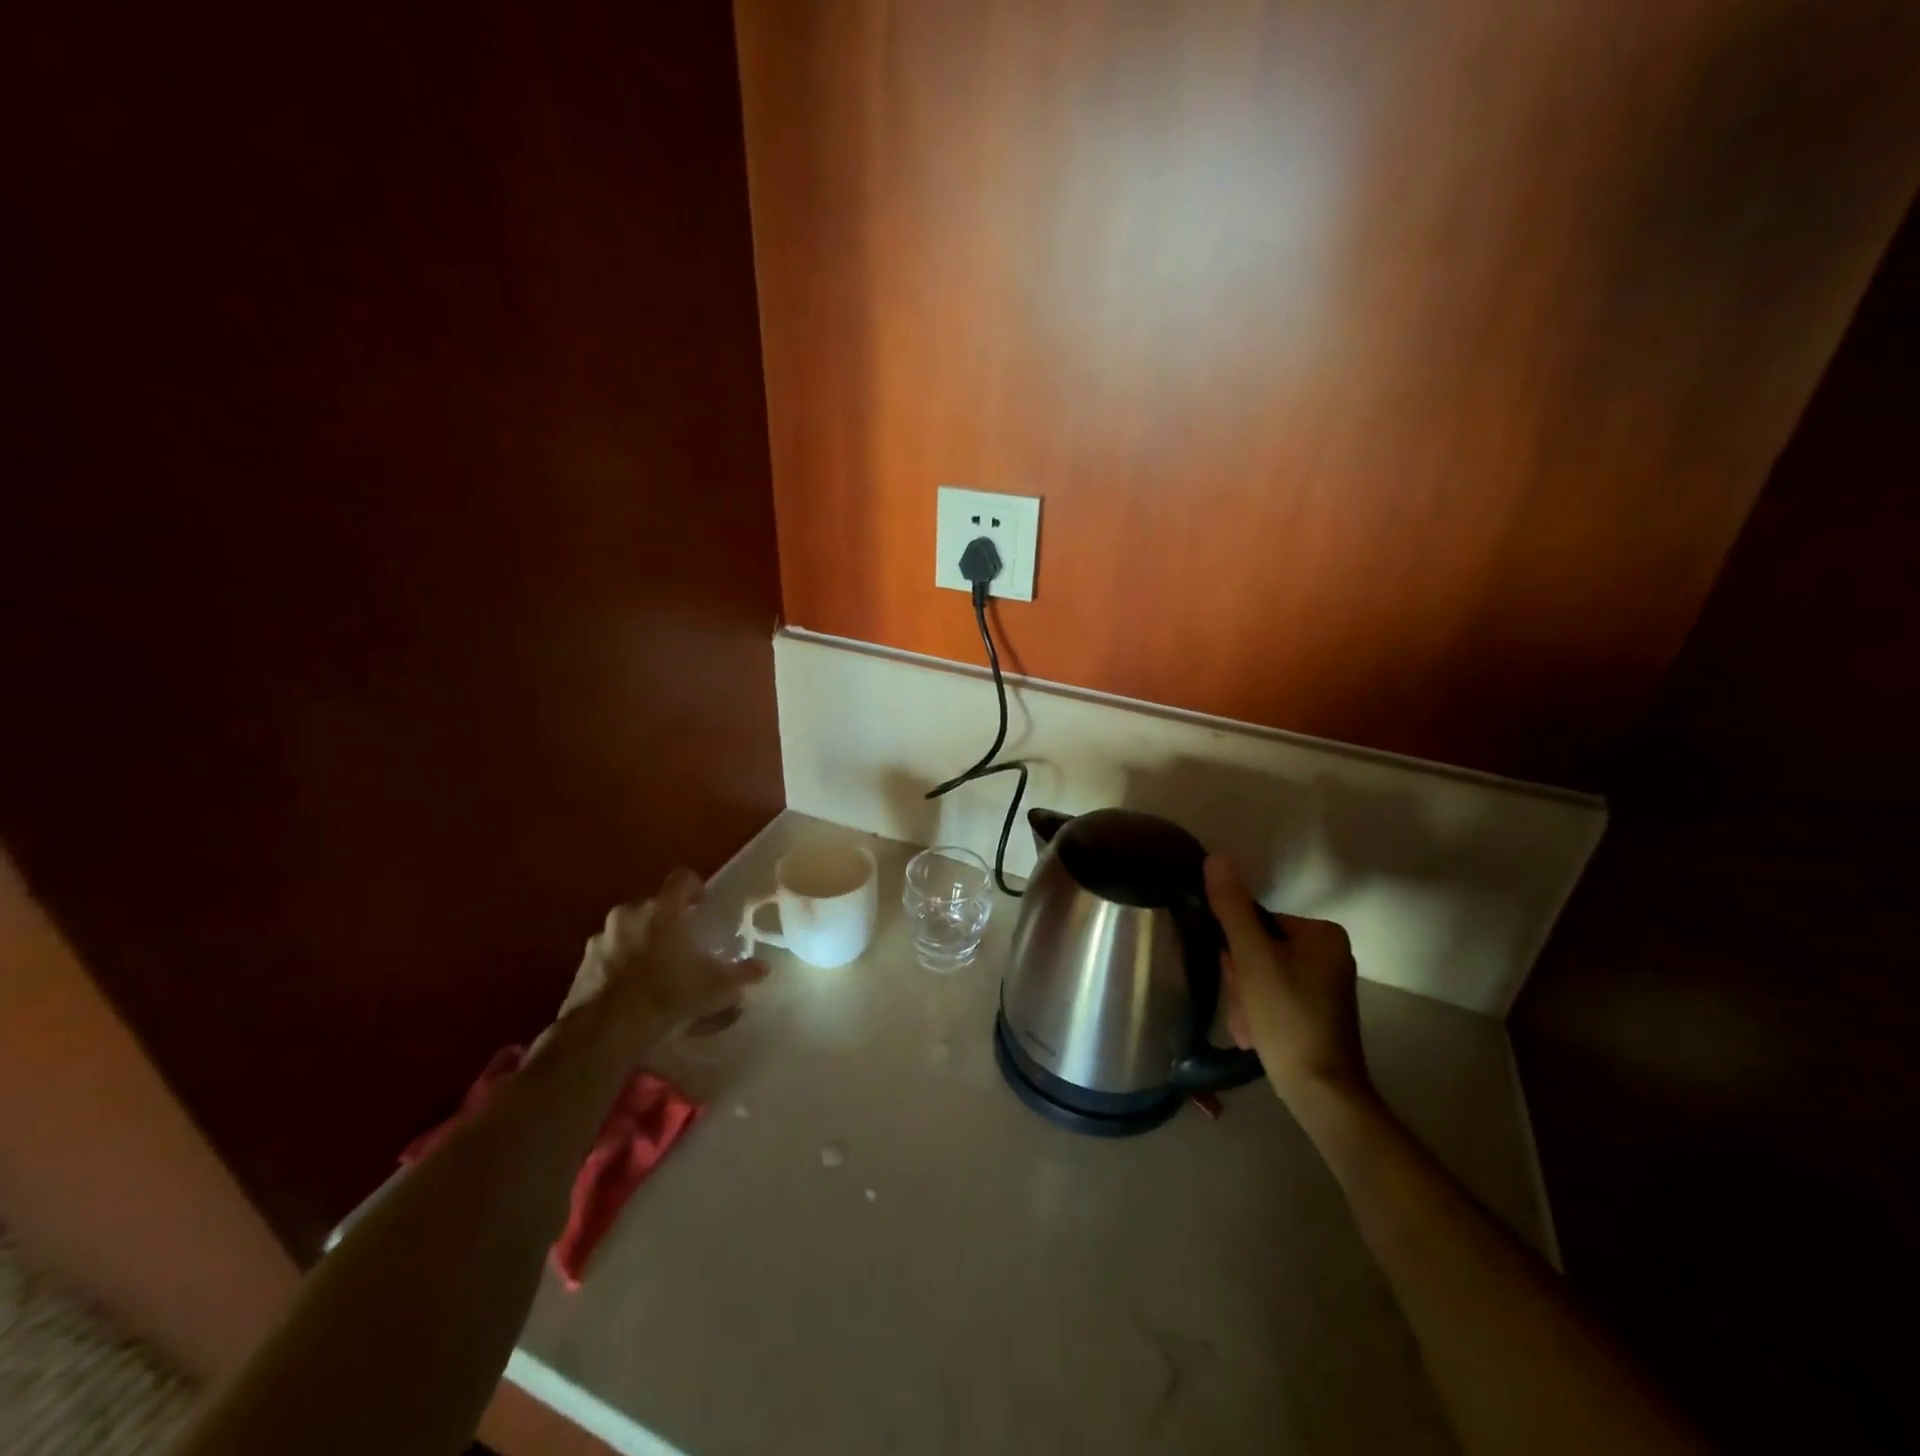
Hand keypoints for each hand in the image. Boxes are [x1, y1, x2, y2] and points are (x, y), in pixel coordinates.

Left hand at [585, 869, 768, 1058]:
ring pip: (627, 927)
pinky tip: (631, 987)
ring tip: (655, 966)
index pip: (681, 879)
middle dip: (666, 917)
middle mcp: (629, 914)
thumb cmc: (665, 997)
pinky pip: (608, 951)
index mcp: (662, 911)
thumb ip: (741, 975)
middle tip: (680, 940)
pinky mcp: (582, 962)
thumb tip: (763, 967)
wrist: (603, 1032)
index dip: (695, 887)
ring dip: (641, 938)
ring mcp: (601, 937)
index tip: (702, 903)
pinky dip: (620, 961)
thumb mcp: (713, 989)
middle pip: (652, 904)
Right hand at [1204, 855, 1371, 1109]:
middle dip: (1242, 981)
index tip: (1236, 979)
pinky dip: (1260, 1014)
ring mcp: (1325, 985)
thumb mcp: (1253, 959)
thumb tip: (1216, 858)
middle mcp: (1329, 953)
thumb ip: (1232, 908)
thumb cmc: (1288, 1018)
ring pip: (1262, 977)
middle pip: (1259, 950)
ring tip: (1249, 1028)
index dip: (1236, 951)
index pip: (1256, 923)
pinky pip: (1275, 998)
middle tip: (1244, 1009)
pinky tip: (1255, 1037)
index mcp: (1322, 934)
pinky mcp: (1318, 1012)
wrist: (1322, 1093)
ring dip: (1246, 1001)